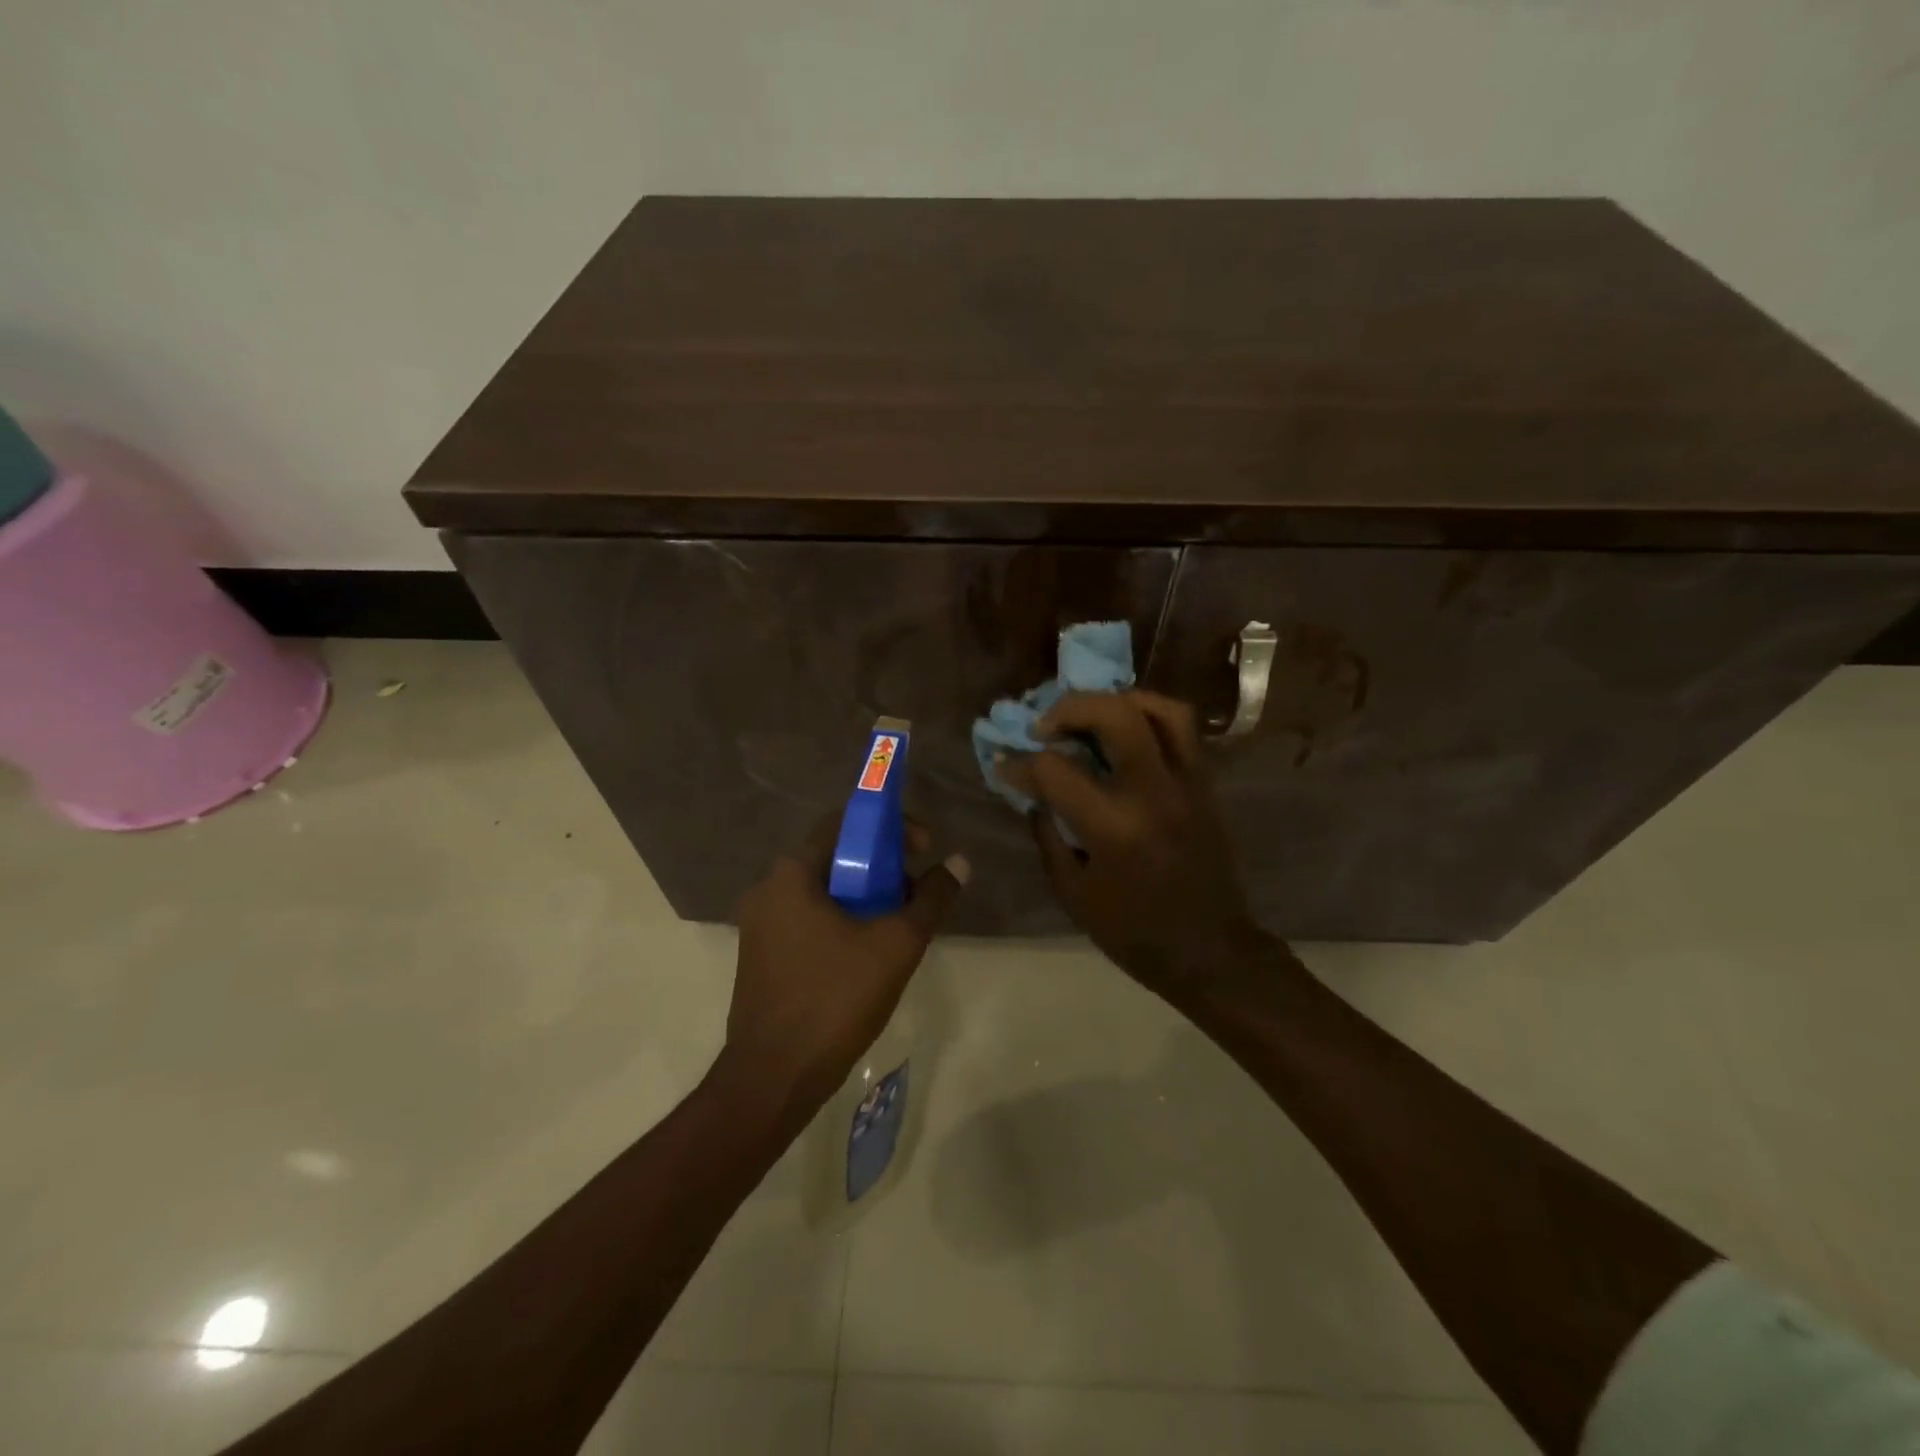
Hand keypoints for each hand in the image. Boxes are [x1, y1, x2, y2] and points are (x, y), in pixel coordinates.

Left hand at [723, 816, 967, 1120]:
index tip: (922, 849)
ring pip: (822, 890)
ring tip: (898, 923)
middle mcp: (768, 888)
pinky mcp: (760, 955)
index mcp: (792, 873)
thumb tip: (960, 863)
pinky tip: (867, 951)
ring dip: (864, 895)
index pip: (845, 822)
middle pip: (835, 856)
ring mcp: (759, 924)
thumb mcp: (896, 944)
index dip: (889, 826)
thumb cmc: (835, 999)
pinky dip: (841, 919)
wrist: (774, 1077)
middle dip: (881, 866)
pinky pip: (807, 918)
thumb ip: (931, 898)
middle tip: (915, 891)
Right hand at [998, 691, 1268, 999]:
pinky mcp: (1205, 786)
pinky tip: (1126, 730)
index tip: (1005, 765)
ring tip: (1091, 714)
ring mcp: (1186, 784)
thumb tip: (1033, 792)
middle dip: (1070, 708)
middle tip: (1045, 725)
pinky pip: (1183, 730)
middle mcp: (1153, 793)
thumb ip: (1048, 834)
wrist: (1208, 951)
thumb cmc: (1132, 931)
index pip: (1055, 770)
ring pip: (1161, 709)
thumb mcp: (1072, 892)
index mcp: (1113, 828)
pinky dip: (1150, 716)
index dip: (1020, 764)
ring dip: (1118, 700)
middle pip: (1115, 715)